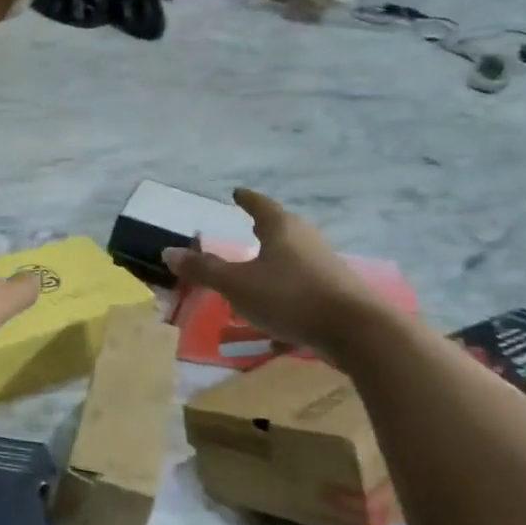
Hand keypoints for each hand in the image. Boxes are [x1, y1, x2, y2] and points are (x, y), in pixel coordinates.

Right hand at [161, 189, 390, 355]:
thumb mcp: (237, 285)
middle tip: (247, 229)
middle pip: (282, 230)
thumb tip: (168, 252)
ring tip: (255, 277)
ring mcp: (324, 268)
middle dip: (264, 231)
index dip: (247, 200)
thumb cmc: (290, 297)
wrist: (357, 331)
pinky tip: (273, 327)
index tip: (237, 193)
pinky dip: (285, 300)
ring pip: (293, 261)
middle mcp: (306, 241)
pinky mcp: (335, 295)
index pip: (261, 205)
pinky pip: (302, 292)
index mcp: (282, 229)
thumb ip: (204, 270)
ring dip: (274, 266)